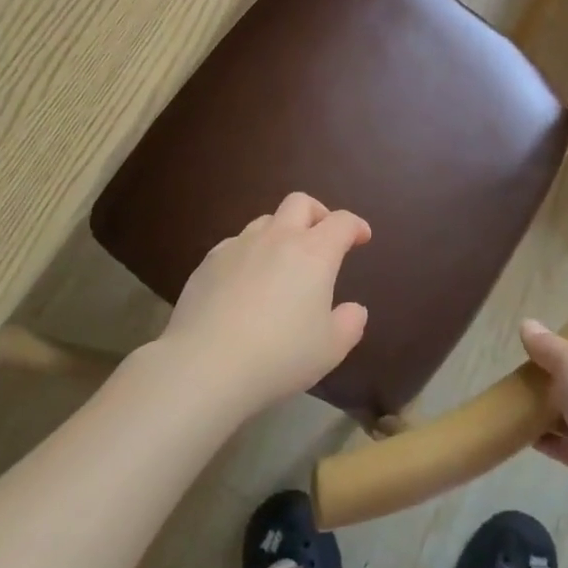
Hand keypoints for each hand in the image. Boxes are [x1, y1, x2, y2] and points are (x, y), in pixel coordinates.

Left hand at [159, 192, 370, 413]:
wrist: (206, 364)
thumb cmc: (279, 356)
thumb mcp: (330, 349)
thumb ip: (349, 324)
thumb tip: (355, 309)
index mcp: (313, 253)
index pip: (341, 222)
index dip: (355, 226)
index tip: (362, 237)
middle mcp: (277, 238)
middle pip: (300, 203)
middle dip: (317, 213)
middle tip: (323, 236)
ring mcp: (238, 246)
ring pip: (265, 221)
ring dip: (281, 232)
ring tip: (282, 261)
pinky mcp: (208, 262)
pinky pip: (235, 244)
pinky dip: (249, 253)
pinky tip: (246, 282)